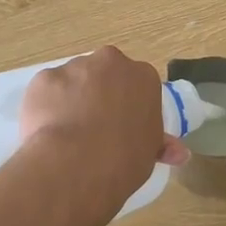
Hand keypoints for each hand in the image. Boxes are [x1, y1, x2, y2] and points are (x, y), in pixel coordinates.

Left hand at [19, 47, 189, 209]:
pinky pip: (46, 92)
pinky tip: (46, 132)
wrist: (77, 163)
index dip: (127, 106)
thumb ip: (161, 144)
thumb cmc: (124, 159)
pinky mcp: (44, 79)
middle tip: (94, 128)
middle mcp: (111, 62)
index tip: (121, 127)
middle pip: (104, 74)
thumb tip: (181, 153)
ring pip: (73, 80)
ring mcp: (74, 67)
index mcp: (143, 76)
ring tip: (66, 135)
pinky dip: (45, 107)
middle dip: (99, 94)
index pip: (137, 85)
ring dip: (70, 99)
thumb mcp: (150, 152)